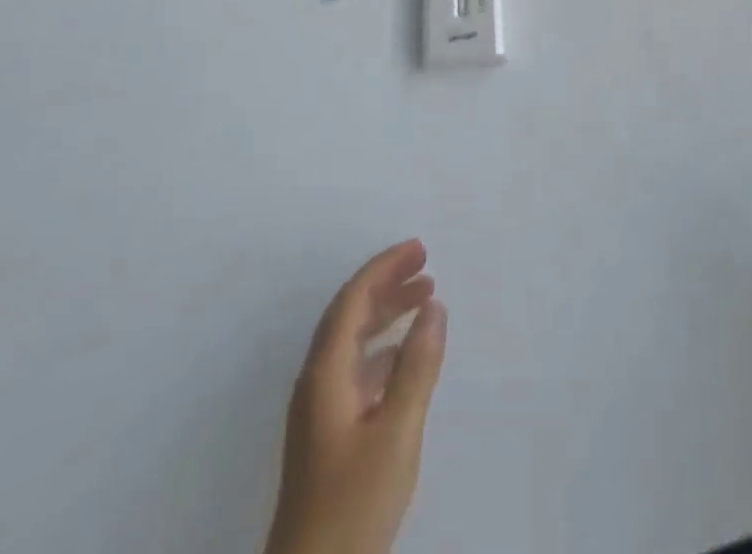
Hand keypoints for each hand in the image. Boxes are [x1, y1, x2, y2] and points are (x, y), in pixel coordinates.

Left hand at [266, 240, 446, 553]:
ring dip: (387, 314)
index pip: (353, 299)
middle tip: (426, 265)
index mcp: (325, 373)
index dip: (385, 267)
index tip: (420, 248)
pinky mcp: (327, 435)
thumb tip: (435, 306)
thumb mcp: (396, 432)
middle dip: (387, 283)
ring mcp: (319, 410)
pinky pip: (356, 368)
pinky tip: (406, 356)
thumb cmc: (353, 504)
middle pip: (350, 314)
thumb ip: (417, 366)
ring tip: (425, 298)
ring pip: (353, 341)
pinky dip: (383, 348)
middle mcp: (316, 381)